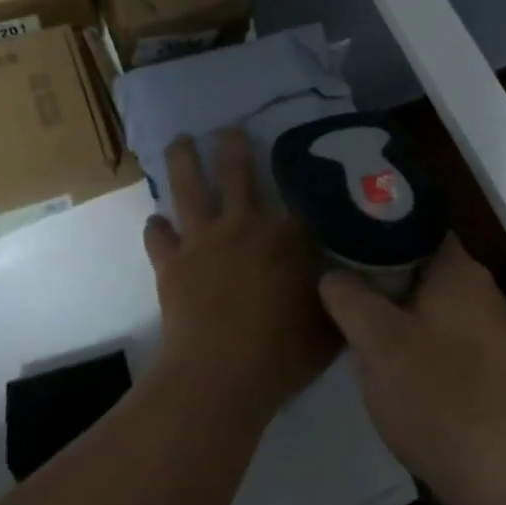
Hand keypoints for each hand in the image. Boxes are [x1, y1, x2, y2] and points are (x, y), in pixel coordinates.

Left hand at [144, 129, 339, 420]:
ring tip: (179, 141)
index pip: (298, 196)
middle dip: (233, 146)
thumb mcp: (329, 324)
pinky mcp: (171, 263)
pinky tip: (155, 222)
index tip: (304, 163)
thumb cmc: (282, 353)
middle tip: (229, 129)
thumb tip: (350, 276)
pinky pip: (158, 236)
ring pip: (188, 187)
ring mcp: (202, 241)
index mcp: (286, 236)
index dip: (301, 176)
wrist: (220, 375)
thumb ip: (340, 294)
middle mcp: (243, 225)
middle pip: (237, 172)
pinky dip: (156, 227)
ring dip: (183, 161)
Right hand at [318, 235, 505, 504]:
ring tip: (354, 319)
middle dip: (379, 272)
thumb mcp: (376, 340)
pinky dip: (414, 336)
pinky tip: (388, 359)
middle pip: (420, 263)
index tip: (342, 237)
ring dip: (394, 308)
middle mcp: (480, 289)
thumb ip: (348, 296)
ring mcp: (488, 328)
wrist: (498, 470)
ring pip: (429, 301)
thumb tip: (332, 275)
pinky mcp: (488, 364)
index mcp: (459, 269)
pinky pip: (442, 332)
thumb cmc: (435, 392)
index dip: (377, 227)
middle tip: (339, 280)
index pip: (415, 225)